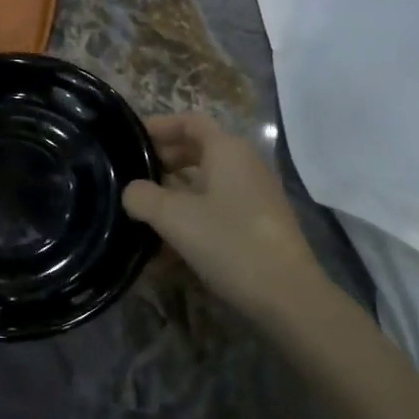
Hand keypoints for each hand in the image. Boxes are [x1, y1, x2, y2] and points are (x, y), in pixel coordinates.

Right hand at [123, 113, 334, 323]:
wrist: (288, 296)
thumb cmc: (229, 242)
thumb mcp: (174, 217)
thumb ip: (142, 197)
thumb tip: (131, 192)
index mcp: (227, 150)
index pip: (190, 122)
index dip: (159, 126)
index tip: (131, 138)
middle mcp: (244, 165)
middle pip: (196, 152)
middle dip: (162, 163)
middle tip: (131, 178)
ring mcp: (253, 197)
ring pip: (204, 185)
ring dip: (172, 197)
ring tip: (142, 217)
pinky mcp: (256, 226)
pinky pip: (216, 211)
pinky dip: (190, 220)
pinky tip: (165, 252)